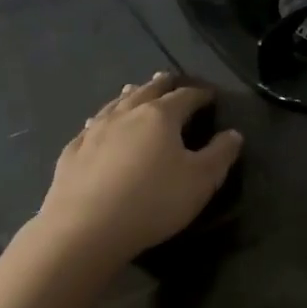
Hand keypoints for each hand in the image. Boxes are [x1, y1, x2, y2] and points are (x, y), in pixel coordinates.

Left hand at [29, 73, 243, 273]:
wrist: (86, 228)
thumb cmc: (153, 201)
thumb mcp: (201, 181)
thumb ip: (220, 154)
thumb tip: (233, 134)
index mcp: (160, 116)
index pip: (186, 96)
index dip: (201, 94)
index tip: (211, 95)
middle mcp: (126, 114)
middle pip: (147, 91)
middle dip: (162, 84)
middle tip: (170, 79)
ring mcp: (95, 131)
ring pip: (116, 104)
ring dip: (130, 95)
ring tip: (135, 89)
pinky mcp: (73, 151)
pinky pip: (92, 126)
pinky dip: (102, 119)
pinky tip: (97, 124)